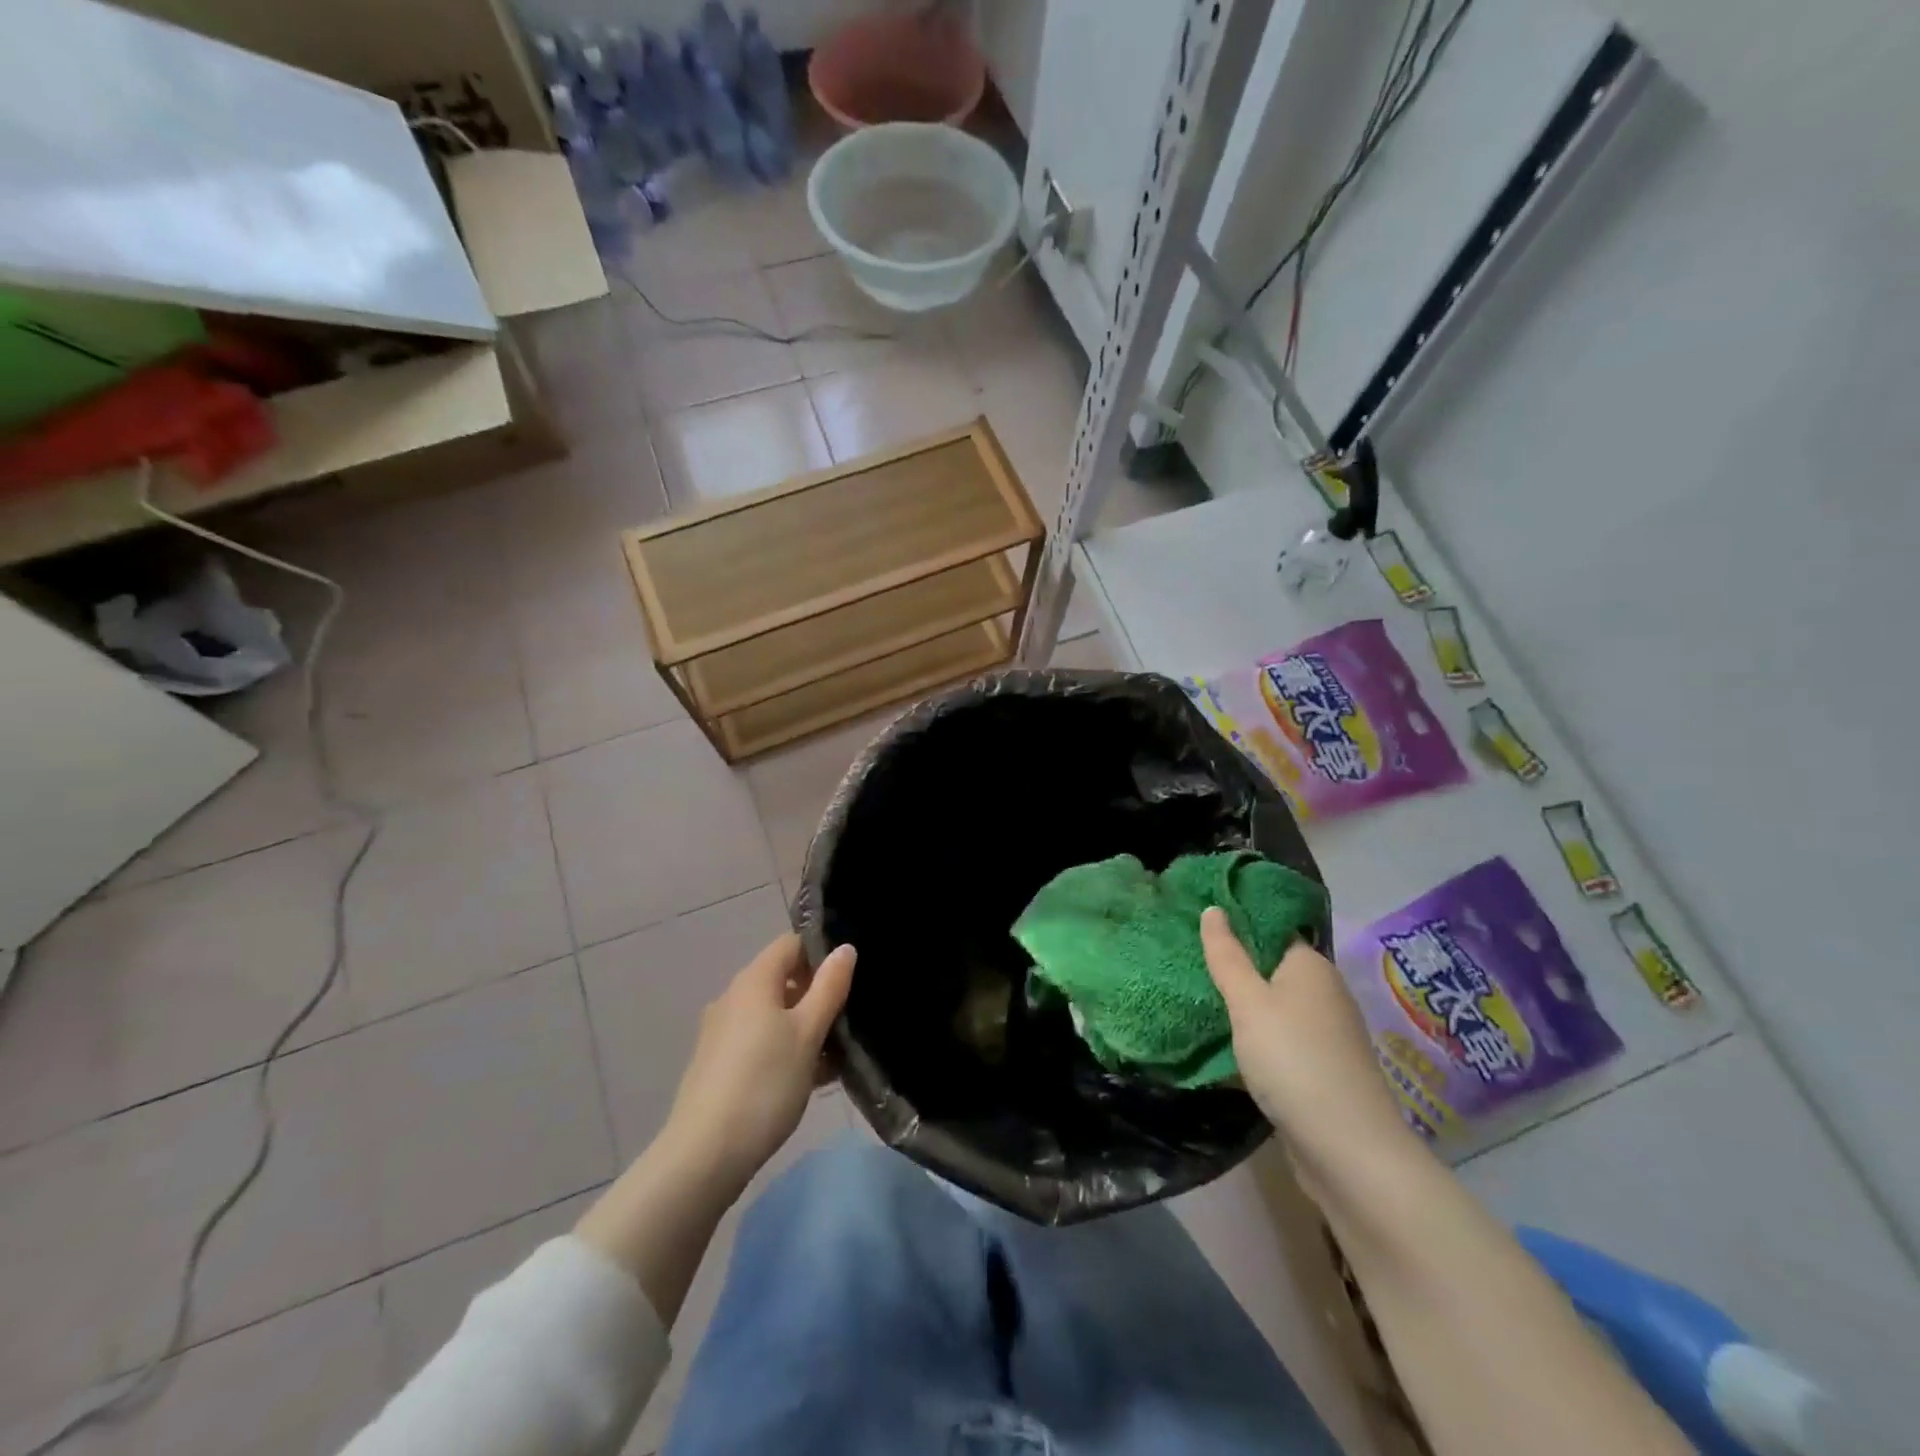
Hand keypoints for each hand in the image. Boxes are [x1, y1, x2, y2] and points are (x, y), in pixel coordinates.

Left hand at [660, 934, 856, 1200]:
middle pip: (783, 979)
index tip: (849, 978)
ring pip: (773, 1015)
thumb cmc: (765, 1083)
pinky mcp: (719, 1064)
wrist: (705, 1155)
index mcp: (754, 981)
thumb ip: (829, 987)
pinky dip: (785, 1049)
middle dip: (818, 995)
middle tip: (849, 1020)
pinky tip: (810, 1078)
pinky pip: (760, 1041)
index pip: (791, 944)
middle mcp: (733, 998)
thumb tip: (844, 948)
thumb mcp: (808, 1033)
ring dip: (805, 1027)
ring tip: (836, 1056)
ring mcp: (722, 1033)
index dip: (821, 953)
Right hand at [1201, 907, 1410, 1179]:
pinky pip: (1280, 1039)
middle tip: (1187, 960)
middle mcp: (1324, 992)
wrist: (1347, 1149)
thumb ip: (1227, 956)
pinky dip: (1255, 1038)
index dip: (1237, 923)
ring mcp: (1326, 1033)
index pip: (1271, 929)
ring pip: (1274, 1006)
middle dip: (1234, 966)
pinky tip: (1225, 1043)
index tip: (1197, 924)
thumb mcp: (1248, 1003)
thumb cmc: (1293, 1059)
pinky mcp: (1321, 1068)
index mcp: (1311, 965)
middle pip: (1271, 968)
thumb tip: (1213, 908)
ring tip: (1197, 997)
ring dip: (1242, 1006)